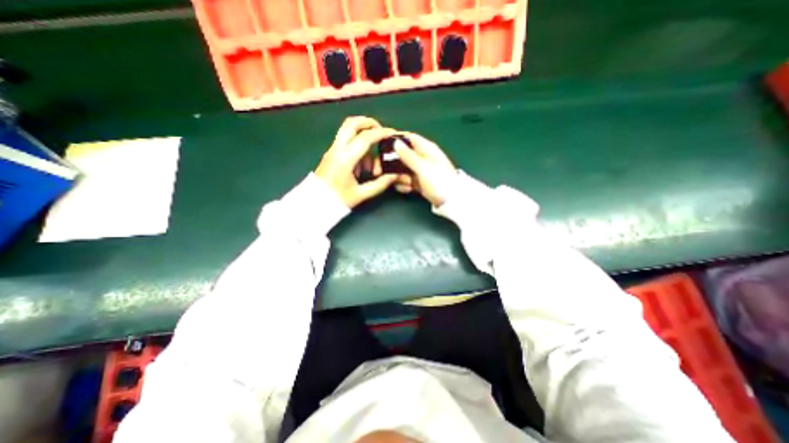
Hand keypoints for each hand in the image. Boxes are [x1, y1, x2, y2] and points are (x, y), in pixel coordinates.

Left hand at [317, 116, 397, 206]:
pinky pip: (346, 141)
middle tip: (381, 132)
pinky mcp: (331, 153)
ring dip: (363, 138)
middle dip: (369, 123)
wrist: (314, 203)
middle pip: (352, 123)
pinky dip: (357, 146)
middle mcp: (338, 149)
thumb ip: (380, 184)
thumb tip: (395, 176)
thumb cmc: (337, 199)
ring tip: (370, 163)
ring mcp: (333, 149)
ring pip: (348, 131)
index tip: (393, 134)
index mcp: (345, 158)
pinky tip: (361, 166)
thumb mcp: (361, 194)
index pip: (365, 138)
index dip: (381, 133)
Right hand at [392, 132, 458, 204]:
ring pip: (402, 169)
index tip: (382, 146)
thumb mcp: (423, 167)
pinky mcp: (419, 182)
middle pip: (403, 154)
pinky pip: (406, 180)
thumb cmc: (439, 181)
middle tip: (385, 171)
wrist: (450, 201)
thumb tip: (396, 142)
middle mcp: (422, 157)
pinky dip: (404, 185)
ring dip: (400, 177)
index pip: (409, 138)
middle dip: (394, 163)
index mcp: (426, 149)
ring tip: (407, 183)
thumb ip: (408, 155)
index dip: (396, 139)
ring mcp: (420, 170)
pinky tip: (408, 189)